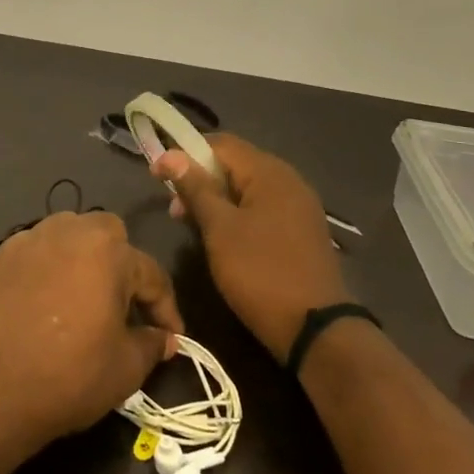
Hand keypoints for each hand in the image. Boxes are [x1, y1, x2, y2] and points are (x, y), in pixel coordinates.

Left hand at [0, 212, 183, 473]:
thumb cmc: (68, 376)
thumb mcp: (125, 369)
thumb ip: (151, 344)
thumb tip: (164, 338)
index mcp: (108, 251)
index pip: (151, 274)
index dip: (166, 309)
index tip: (172, 337)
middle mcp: (68, 232)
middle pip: (108, 234)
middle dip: (123, 265)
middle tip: (122, 306)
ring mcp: (28, 240)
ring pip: (68, 235)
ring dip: (83, 259)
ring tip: (83, 298)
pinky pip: (35, 252)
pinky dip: (47, 269)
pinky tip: (45, 302)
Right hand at [154, 134, 351, 362]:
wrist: (316, 329)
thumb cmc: (260, 272)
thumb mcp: (220, 229)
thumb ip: (196, 188)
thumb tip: (170, 155)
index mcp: (269, 172)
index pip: (221, 143)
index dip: (185, 153)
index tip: (157, 175)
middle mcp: (288, 180)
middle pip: (235, 164)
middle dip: (200, 179)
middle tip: (173, 208)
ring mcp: (298, 206)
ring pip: (247, 189)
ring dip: (216, 199)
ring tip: (191, 225)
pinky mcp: (301, 231)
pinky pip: (262, 208)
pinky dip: (237, 215)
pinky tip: (222, 237)